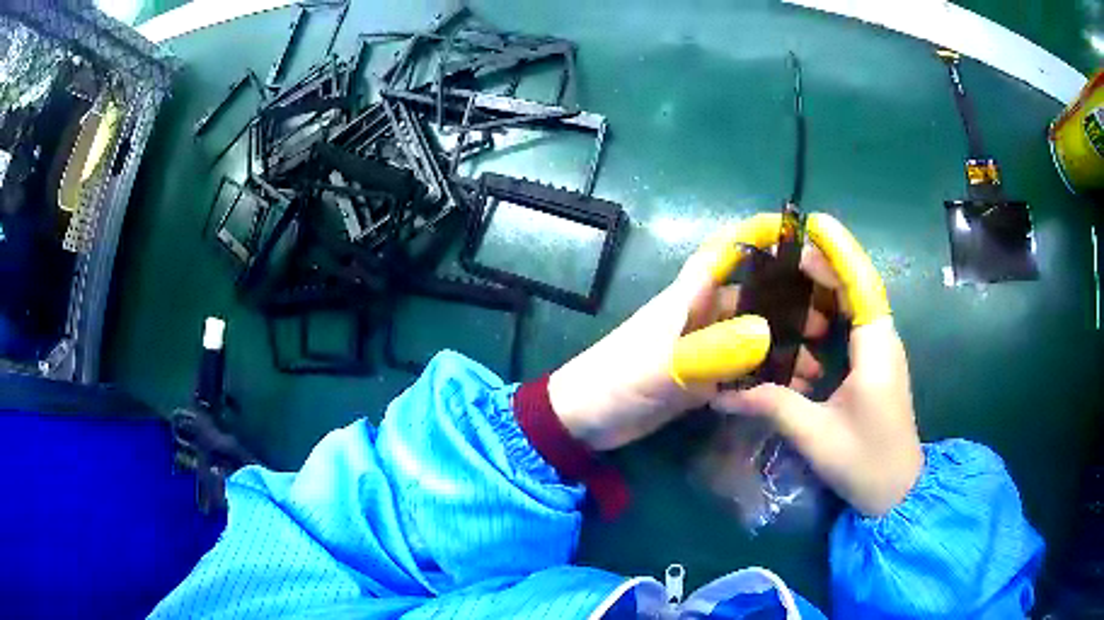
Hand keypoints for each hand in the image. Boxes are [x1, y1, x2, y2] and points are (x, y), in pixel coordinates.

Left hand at [548, 214, 827, 451]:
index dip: (753, 236)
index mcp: (686, 299)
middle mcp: (698, 317)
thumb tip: (765, 335)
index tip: (793, 234)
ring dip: (782, 347)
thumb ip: (708, 351)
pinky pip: (741, 371)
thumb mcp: (661, 367)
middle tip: (825, 323)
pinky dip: (764, 378)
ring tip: (815, 366)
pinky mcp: (699, 378)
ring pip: (751, 337)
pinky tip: (788, 391)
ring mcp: (700, 349)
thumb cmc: (615, 383)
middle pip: (750, 298)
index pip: (722, 254)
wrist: (583, 422)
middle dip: (788, 304)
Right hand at [711, 214, 922, 516]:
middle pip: (858, 287)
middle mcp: (883, 341)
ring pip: (857, 304)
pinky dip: (832, 312)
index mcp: (876, 349)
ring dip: (828, 286)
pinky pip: (854, 324)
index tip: (815, 224)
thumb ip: (771, 406)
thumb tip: (721, 395)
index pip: (861, 285)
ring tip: (791, 278)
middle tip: (785, 254)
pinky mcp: (876, 366)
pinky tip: (805, 320)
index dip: (840, 251)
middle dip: (826, 264)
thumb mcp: (815, 435)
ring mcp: (882, 353)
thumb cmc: (864, 462)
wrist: (896, 492)